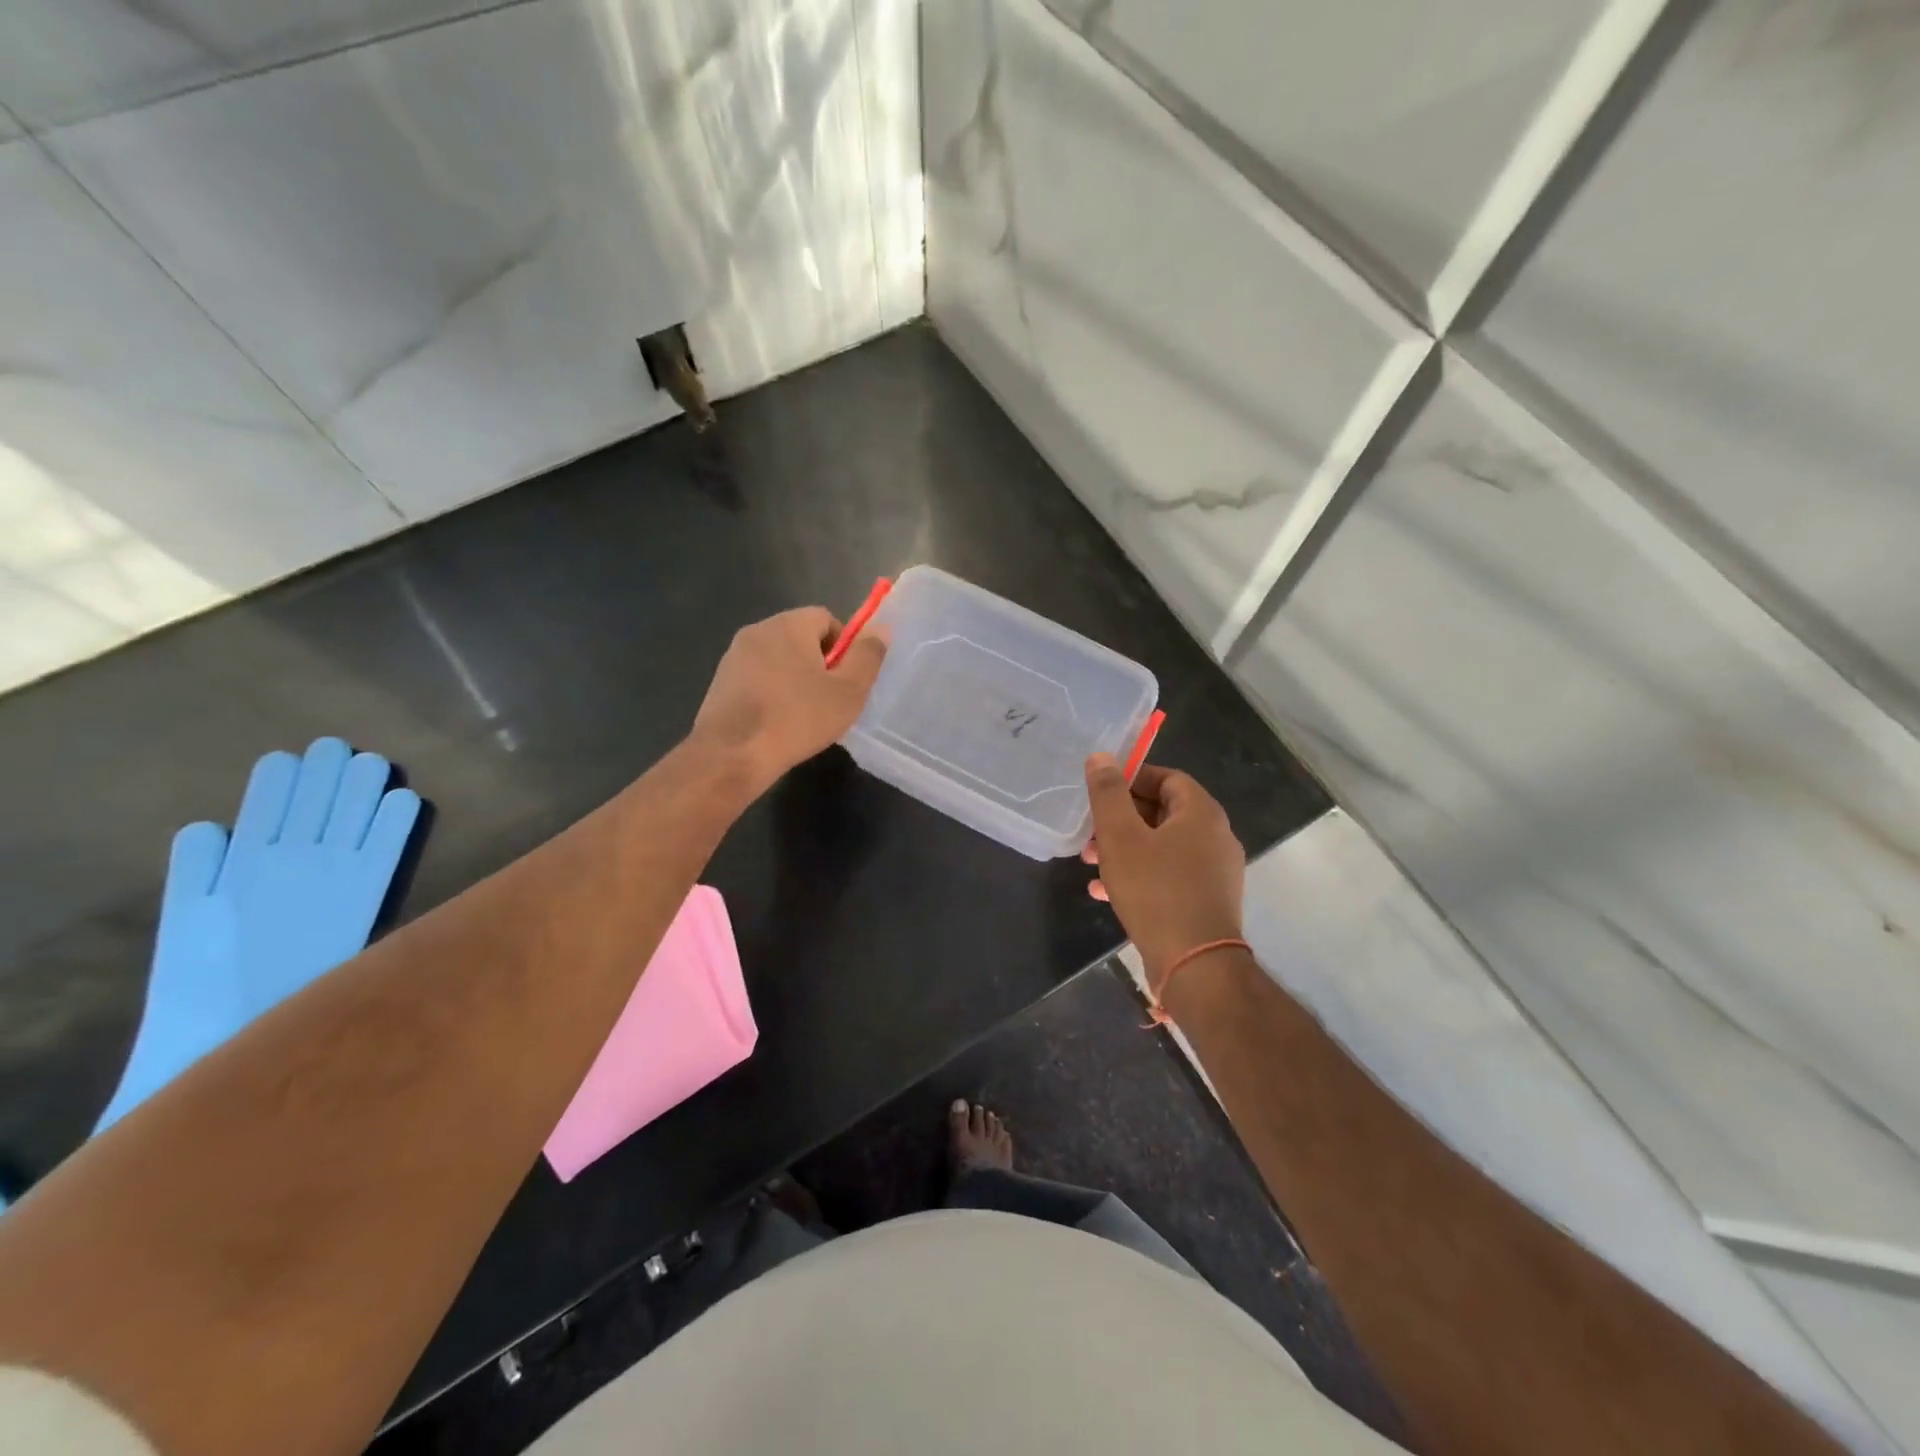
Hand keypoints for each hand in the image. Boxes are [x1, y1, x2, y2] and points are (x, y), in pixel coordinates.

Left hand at [692, 607, 887, 792]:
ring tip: (805, 716)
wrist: (731, 755)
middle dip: (820, 664)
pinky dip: (772, 694)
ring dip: (795, 680)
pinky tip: (778, 724)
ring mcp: (734, 656)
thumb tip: (880, 628)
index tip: (848, 679)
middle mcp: (758, 630)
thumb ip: (867, 656)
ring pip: (778, 660)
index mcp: (789, 624)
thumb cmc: (797, 719)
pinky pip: (758, 679)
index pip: (826, 618)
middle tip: (831, 700)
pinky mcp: (720, 682)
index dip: (845, 646)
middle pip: (801, 638)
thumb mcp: (848, 691)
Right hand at [1083, 755, 1244, 985]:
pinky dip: (1140, 875)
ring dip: (1126, 850)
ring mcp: (1215, 871)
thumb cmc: (1155, 891)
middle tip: (1089, 834)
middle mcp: (1216, 836)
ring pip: (1163, 847)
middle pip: (1163, 813)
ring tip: (1091, 864)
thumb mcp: (1120, 837)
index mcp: (1201, 813)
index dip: (1132, 779)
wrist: (1195, 964)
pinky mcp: (1207, 900)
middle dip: (1121, 820)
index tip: (1101, 793)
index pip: (1168, 777)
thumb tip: (1101, 756)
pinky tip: (1105, 893)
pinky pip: (1169, 875)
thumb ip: (1108, 794)